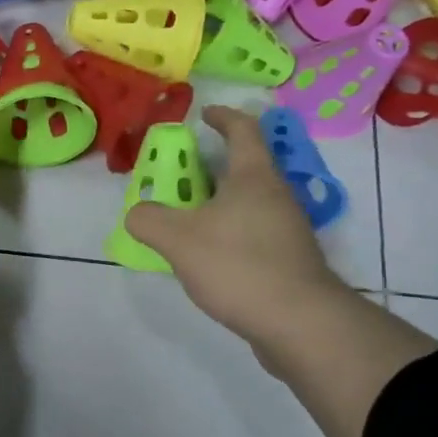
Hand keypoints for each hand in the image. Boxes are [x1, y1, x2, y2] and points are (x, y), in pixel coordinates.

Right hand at [126, 106, 353, 354]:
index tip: (203, 114)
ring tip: (184, 217)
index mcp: (253, 176)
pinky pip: (251, 231)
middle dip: (209, 166)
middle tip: (177, 175)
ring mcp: (287, 228)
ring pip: (247, 201)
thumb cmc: (238, 265)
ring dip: (217, 201)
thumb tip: (138, 213)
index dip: (222, 117)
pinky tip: (205, 254)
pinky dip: (227, 230)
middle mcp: (276, 195)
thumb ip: (148, 219)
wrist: (299, 322)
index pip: (243, 130)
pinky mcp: (288, 259)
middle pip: (244, 167)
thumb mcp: (177, 239)